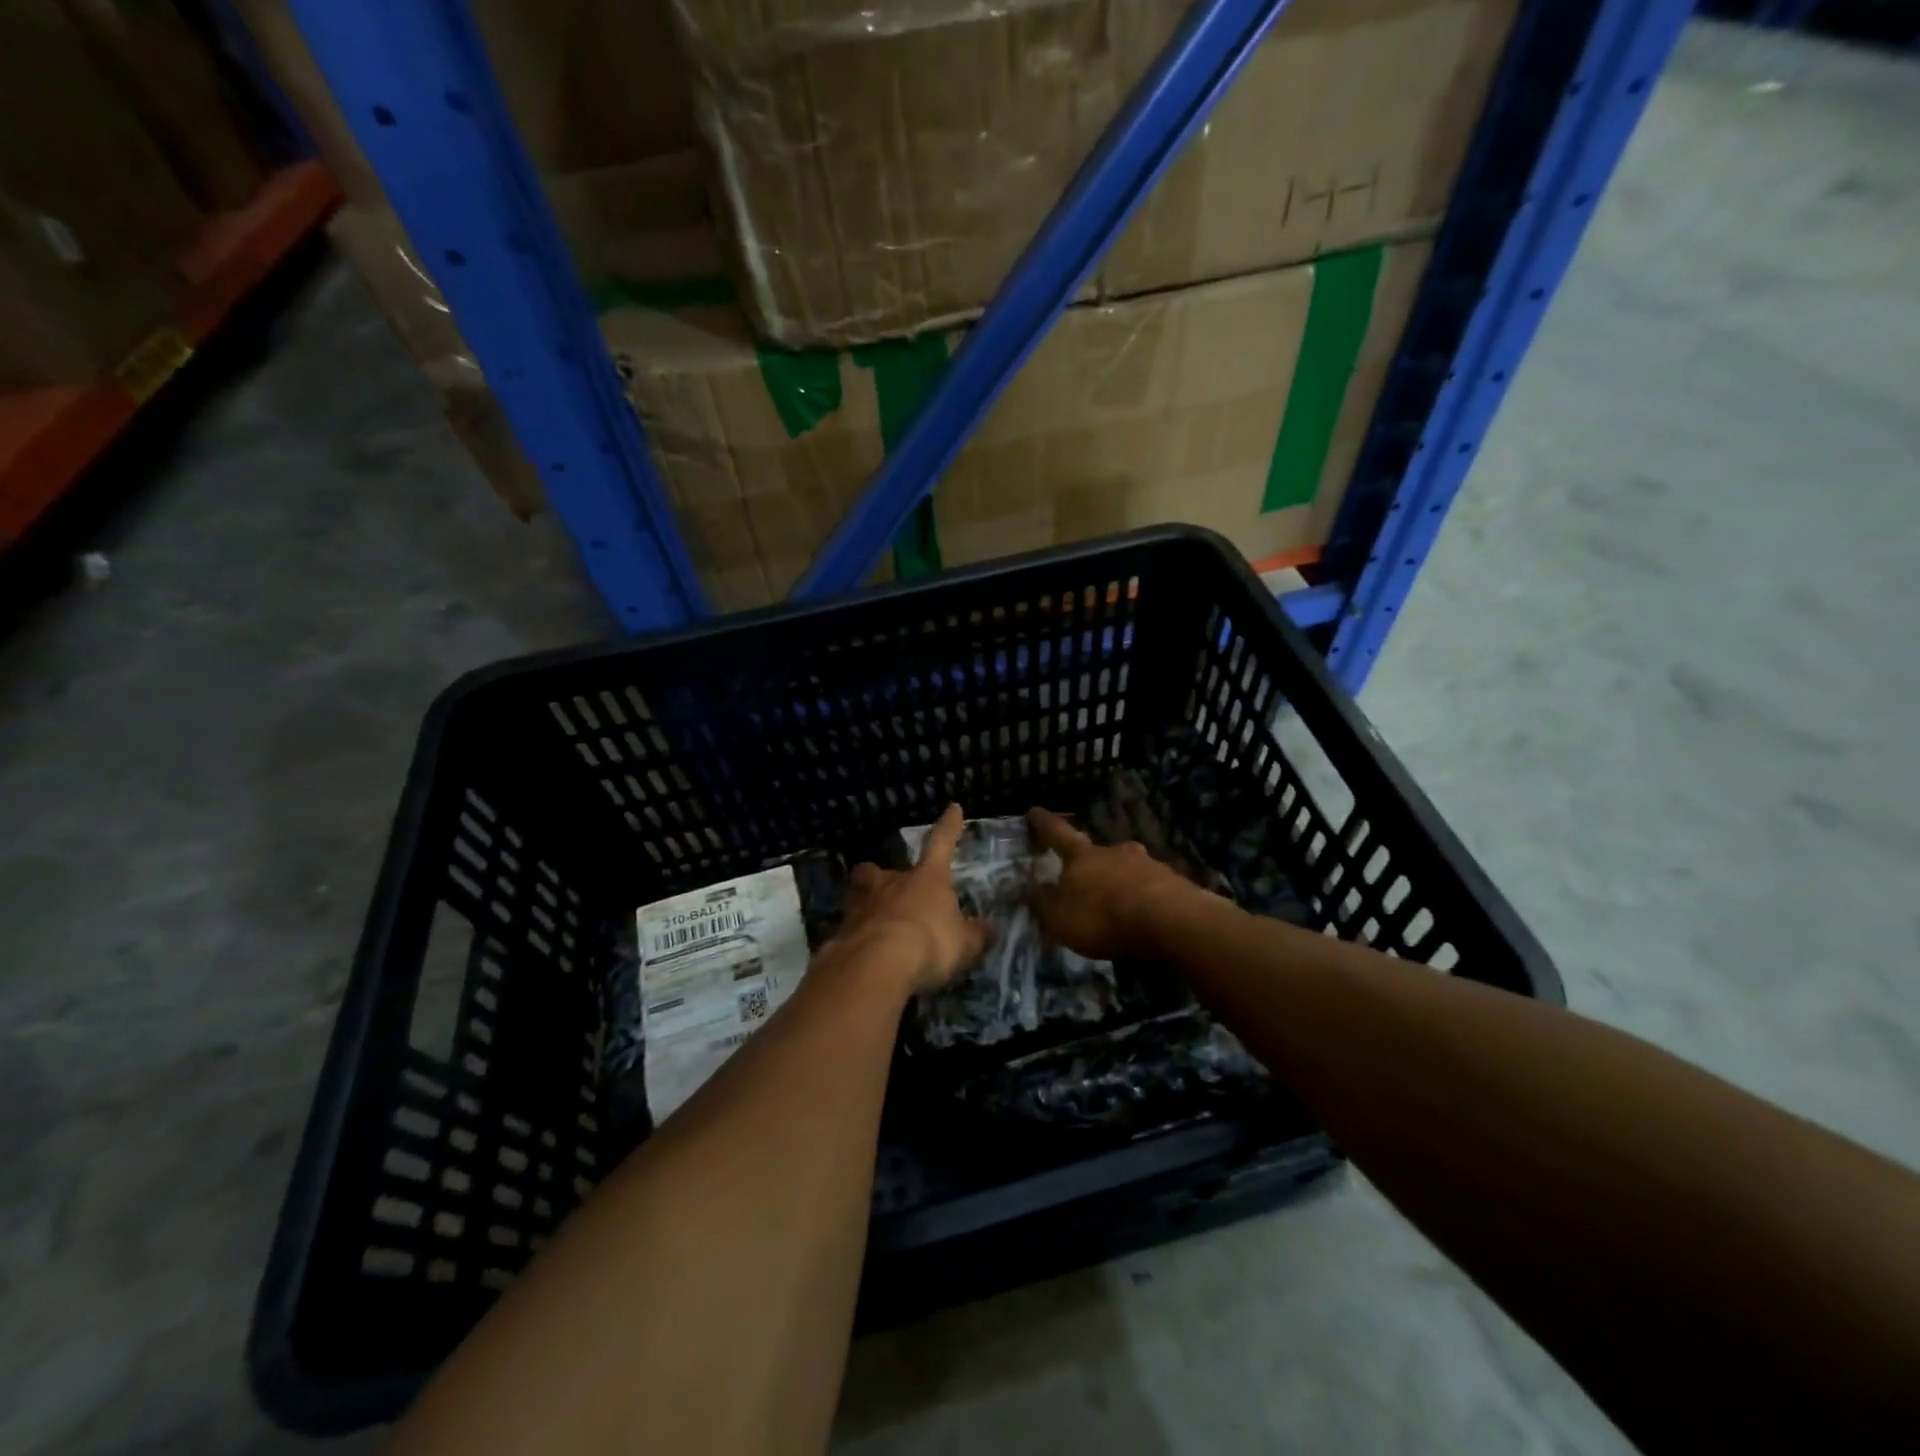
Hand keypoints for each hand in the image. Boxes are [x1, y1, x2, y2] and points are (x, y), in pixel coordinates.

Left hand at [833, 803, 991, 995]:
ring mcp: (860, 907)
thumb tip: (988, 929)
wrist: (877, 966)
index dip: (949, 826)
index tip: (953, 808)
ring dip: (866, 907)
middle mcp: (890, 884)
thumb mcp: (964, 944)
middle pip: (877, 871)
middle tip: (887, 891)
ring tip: (875, 927)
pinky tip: (863, 956)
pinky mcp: (841, 934)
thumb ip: (975, 935)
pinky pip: (849, 930)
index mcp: (926, 879)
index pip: (941, 843)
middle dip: (879, 876)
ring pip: (859, 896)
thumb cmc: (929, 943)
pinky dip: (856, 939)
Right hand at [1027, 806, 1197, 960]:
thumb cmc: (1103, 916)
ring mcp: (1147, 864)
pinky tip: (1143, 913)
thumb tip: (1030, 887)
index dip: (1044, 823)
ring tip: (1116, 901)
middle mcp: (1114, 851)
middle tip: (1083, 872)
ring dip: (1119, 879)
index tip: (1034, 810)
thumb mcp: (1059, 917)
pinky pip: (1150, 886)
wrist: (1171, 922)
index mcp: (1082, 856)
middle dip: (1089, 860)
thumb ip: (1042, 901)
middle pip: (1097, 850)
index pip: (1058, 833)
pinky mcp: (1174, 883)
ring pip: (1127, 867)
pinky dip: (1143, 896)